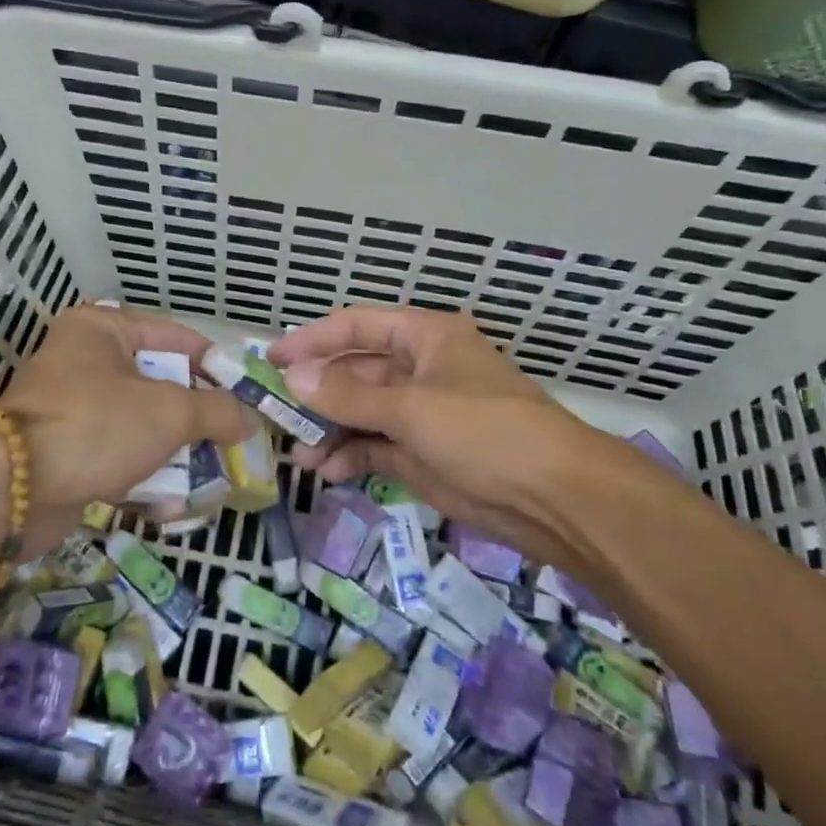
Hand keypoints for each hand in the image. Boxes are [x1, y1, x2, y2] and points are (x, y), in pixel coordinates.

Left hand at [0, 304, 256, 551]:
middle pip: (160, 386)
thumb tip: (250, 419)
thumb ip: (217, 411)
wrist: (12, 491)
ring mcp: (73, 410)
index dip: (215, 366)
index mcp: (103, 330)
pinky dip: (144, 479)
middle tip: (233, 443)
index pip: (175, 338)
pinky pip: (118, 459)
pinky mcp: (67, 453)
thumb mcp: (169, 412)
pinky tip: (171, 507)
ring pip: (141, 427)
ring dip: (175, 455)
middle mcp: (85, 361)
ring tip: (211, 479)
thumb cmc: (96, 425)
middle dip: (197, 420)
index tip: (247, 396)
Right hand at [269, 306, 617, 555]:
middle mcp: (420, 370)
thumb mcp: (412, 407)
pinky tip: (326, 471)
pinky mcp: (423, 455)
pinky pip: (374, 447)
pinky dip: (350, 457)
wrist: (554, 498)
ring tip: (299, 452)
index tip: (271, 359)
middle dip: (317, 392)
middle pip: (355, 371)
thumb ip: (348, 394)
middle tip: (274, 412)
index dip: (313, 339)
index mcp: (424, 338)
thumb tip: (292, 376)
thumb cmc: (485, 430)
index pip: (357, 327)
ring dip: (330, 429)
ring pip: (361, 413)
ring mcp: (421, 414)